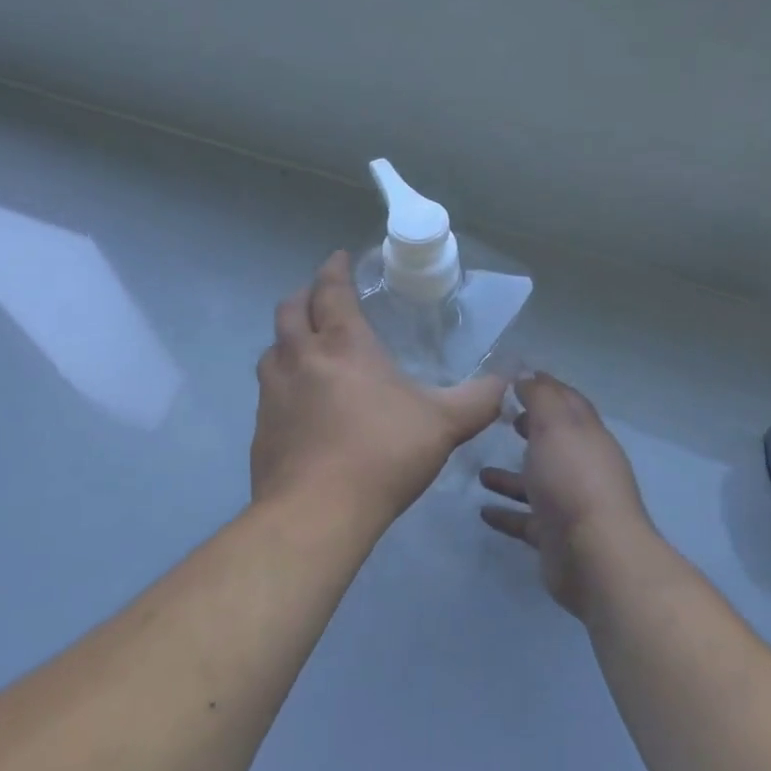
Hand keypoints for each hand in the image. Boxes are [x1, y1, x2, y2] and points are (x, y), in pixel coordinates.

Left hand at [252, 252, 504, 527]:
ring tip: (305, 346)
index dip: (334, 269)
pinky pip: (267, 389)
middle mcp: (301, 358)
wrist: (317, 512)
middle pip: (290, 310)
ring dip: (287, 338)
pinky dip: (281, 381)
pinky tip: (297, 402)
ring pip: (272, 348)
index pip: (331, 290)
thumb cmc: (383, 455)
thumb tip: (508, 379)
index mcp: (343, 345)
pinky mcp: (261, 427)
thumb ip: (479, 399)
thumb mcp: (444, 424)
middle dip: (305, 295)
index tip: (339, 258)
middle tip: (321, 297)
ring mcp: (273, 392)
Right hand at [479, 373, 656, 616]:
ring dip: (511, 476)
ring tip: (480, 471)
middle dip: (531, 429)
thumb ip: (541, 397)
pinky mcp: (554, 536)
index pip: (568, 403)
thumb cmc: (573, 479)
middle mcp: (581, 467)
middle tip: (502, 420)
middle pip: (554, 442)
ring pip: (537, 483)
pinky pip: (526, 520)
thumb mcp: (555, 425)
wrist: (594, 554)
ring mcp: (569, 504)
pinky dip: (507, 514)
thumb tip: (529, 376)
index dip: (546, 389)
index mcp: (586, 435)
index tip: (517, 380)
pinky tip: (483, 511)